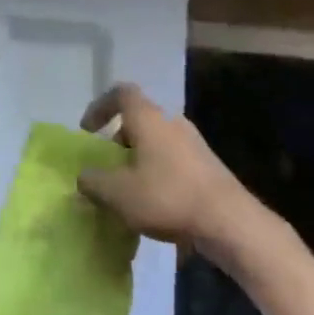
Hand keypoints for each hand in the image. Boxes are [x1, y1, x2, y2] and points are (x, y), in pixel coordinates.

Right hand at [77, 83, 256, 255]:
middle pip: (139, 119)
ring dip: (139, 159)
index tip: (88, 132)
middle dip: (119, 141)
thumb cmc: (168, 196)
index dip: (100, 107)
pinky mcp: (207, 165)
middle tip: (108, 167)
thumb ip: (94, 182)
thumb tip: (84, 176)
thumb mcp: (118, 194)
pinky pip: (173, 159)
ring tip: (129, 190)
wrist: (229, 221)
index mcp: (148, 118)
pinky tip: (156, 203)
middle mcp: (171, 121)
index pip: (121, 93)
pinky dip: (158, 173)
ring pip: (156, 141)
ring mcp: (193, 142)